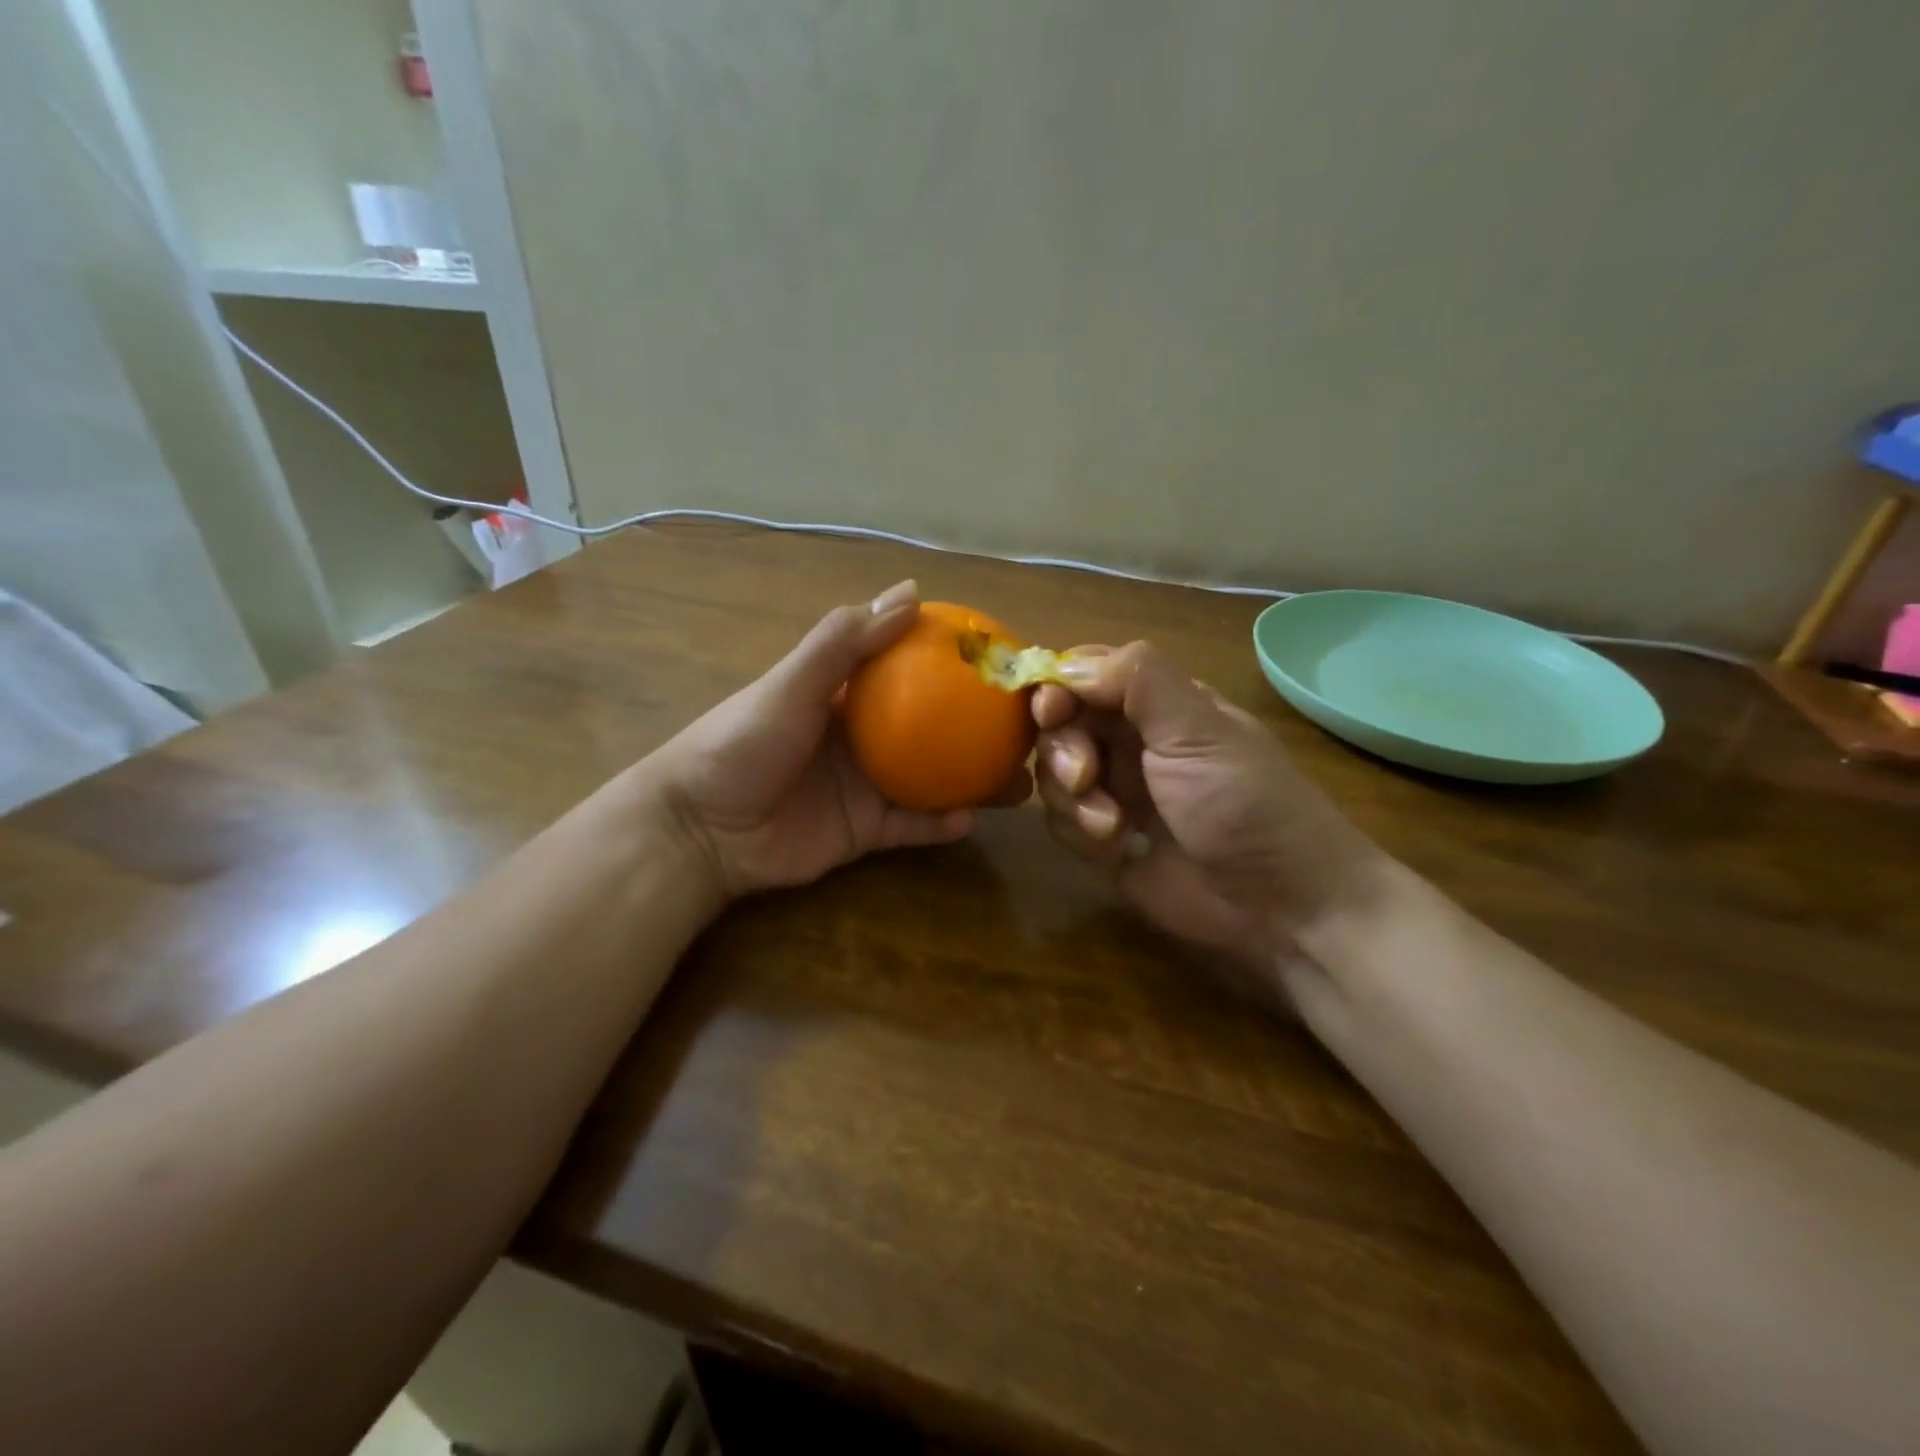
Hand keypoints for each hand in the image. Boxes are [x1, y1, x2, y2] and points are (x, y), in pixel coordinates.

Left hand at [640, 581, 1031, 901]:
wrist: (700, 830)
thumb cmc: (741, 743)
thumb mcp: (791, 683)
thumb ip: (844, 641)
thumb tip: (911, 591)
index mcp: (849, 695)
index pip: (913, 670)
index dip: (956, 663)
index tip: (1004, 660)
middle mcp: (866, 737)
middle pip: (936, 729)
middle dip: (979, 729)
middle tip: (1025, 729)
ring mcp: (868, 786)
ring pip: (935, 780)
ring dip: (975, 780)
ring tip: (1019, 781)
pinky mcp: (864, 832)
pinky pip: (912, 826)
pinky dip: (940, 824)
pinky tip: (970, 820)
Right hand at [1032, 642, 1382, 980]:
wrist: (1279, 905)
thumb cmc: (1245, 803)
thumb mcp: (1200, 730)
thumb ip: (1137, 682)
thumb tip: (1068, 667)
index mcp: (1159, 706)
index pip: (1088, 675)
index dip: (1059, 688)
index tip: (1050, 710)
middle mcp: (1131, 742)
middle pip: (1061, 724)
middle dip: (1064, 750)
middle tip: (1085, 776)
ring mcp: (1116, 791)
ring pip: (1054, 775)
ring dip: (1072, 799)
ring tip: (1112, 826)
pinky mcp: (1103, 840)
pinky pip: (1061, 822)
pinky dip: (1079, 832)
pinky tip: (1115, 848)